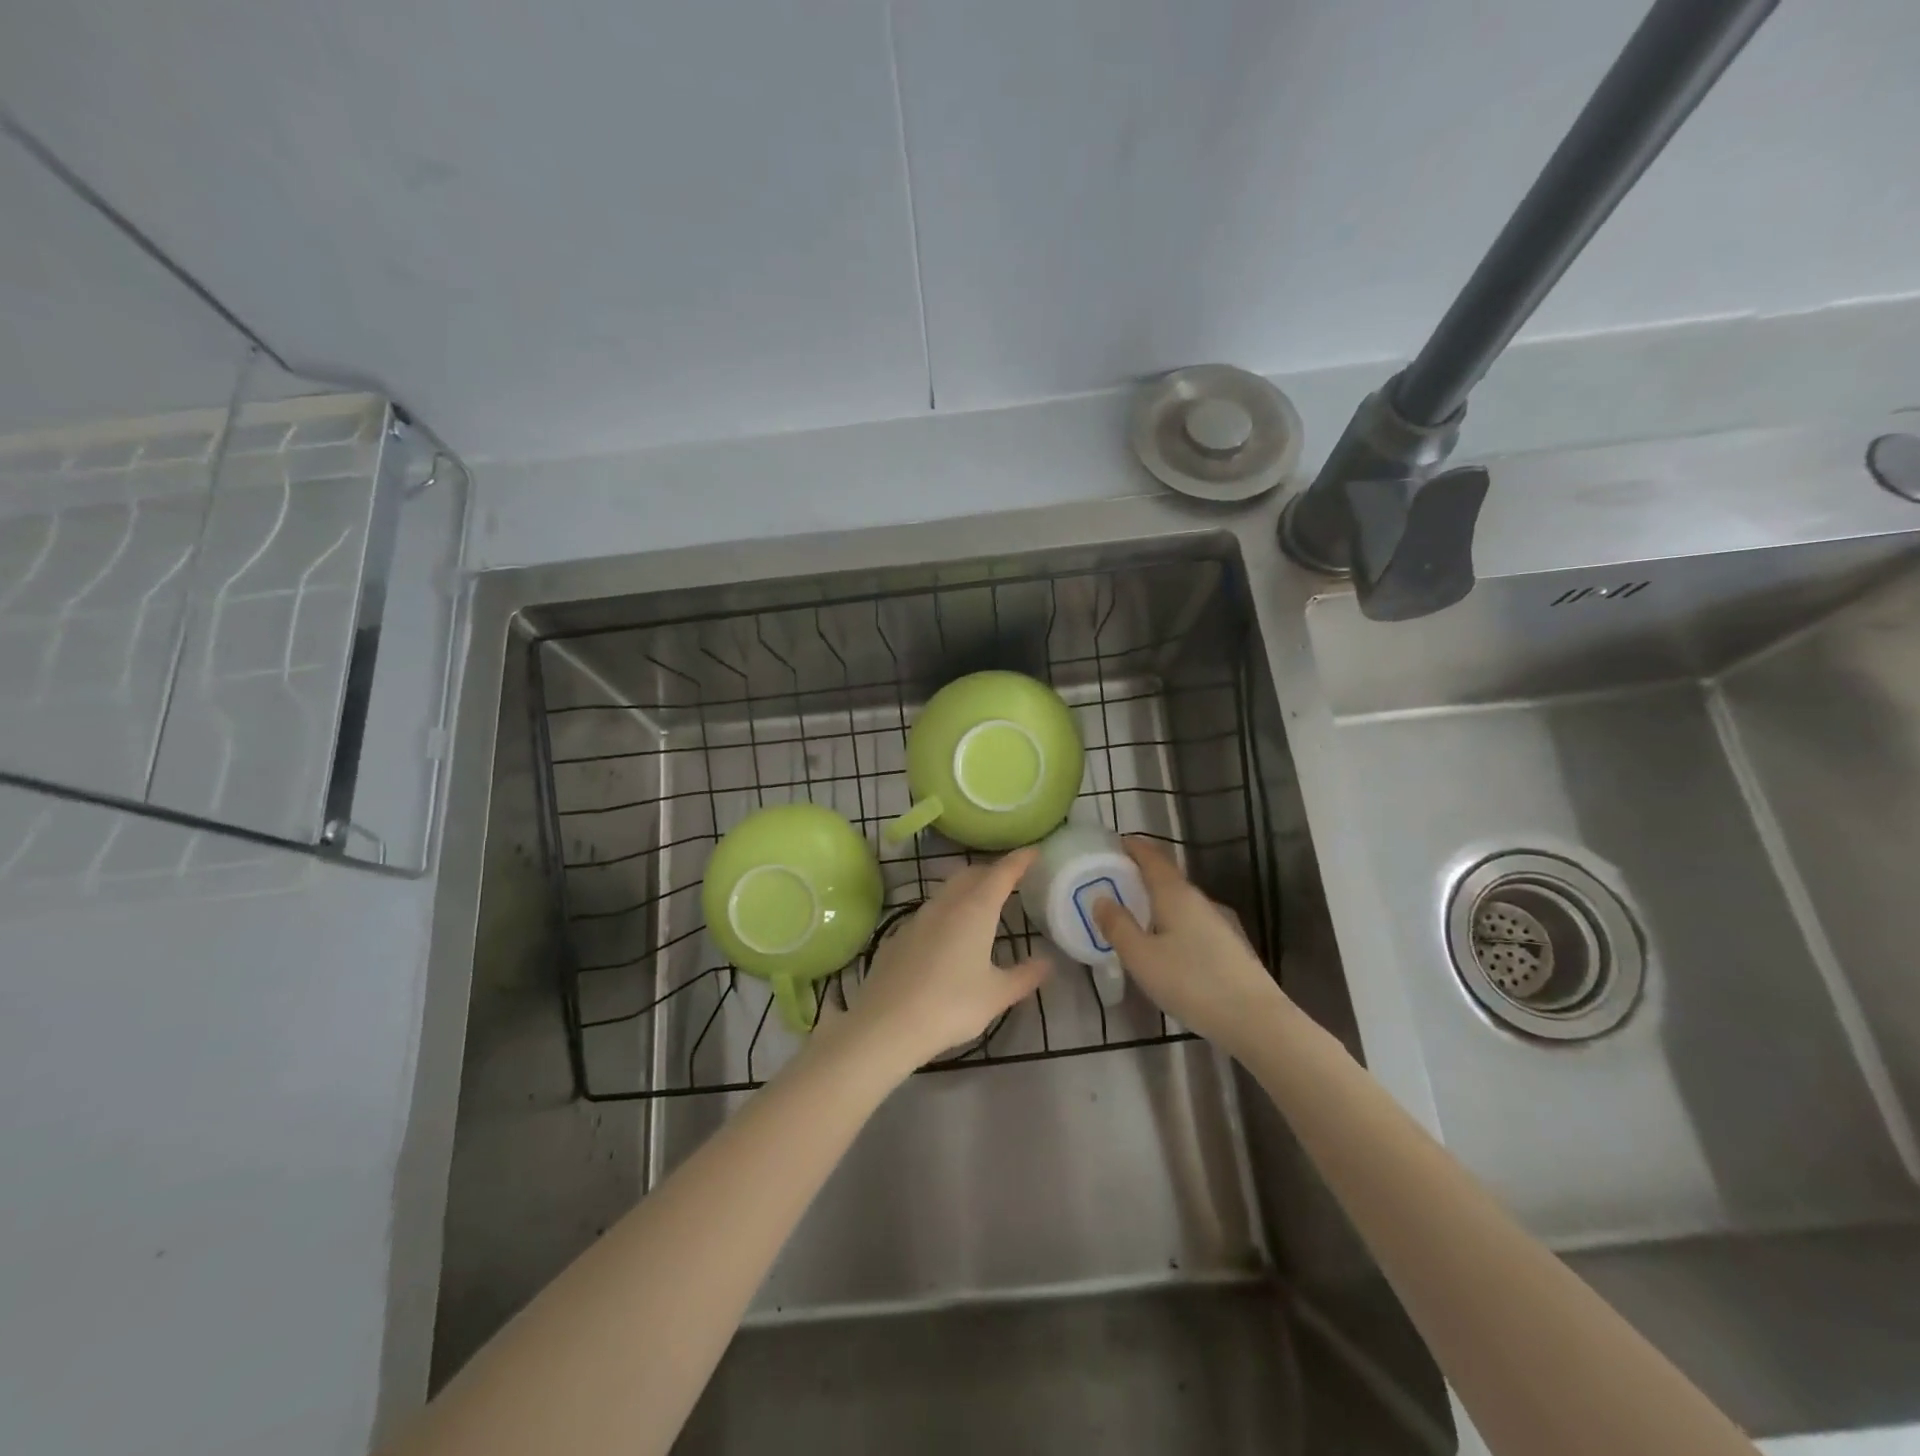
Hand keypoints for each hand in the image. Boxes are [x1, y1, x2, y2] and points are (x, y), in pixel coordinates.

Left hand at [839, 848, 1050, 1075]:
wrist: (888, 1024)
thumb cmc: (952, 1005)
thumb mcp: (997, 995)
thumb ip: (1025, 976)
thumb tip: (1048, 963)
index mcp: (975, 910)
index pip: (1001, 873)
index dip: (1019, 860)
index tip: (1034, 852)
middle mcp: (945, 905)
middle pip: (971, 875)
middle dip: (991, 872)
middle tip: (1010, 880)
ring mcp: (917, 919)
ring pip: (946, 891)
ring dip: (966, 890)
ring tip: (981, 905)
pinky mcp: (898, 937)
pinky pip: (928, 914)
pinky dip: (945, 913)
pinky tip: (947, 937)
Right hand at [1092, 837, 1287, 1054]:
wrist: (1256, 1019)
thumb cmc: (1191, 982)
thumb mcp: (1142, 957)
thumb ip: (1118, 926)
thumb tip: (1101, 899)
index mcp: (1175, 894)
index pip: (1153, 858)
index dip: (1134, 847)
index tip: (1115, 842)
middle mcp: (1199, 900)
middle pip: (1168, 877)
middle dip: (1142, 873)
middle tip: (1117, 879)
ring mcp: (1219, 922)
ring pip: (1181, 901)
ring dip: (1158, 898)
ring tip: (1136, 910)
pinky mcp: (1230, 945)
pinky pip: (1192, 921)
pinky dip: (1173, 919)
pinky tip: (1167, 942)